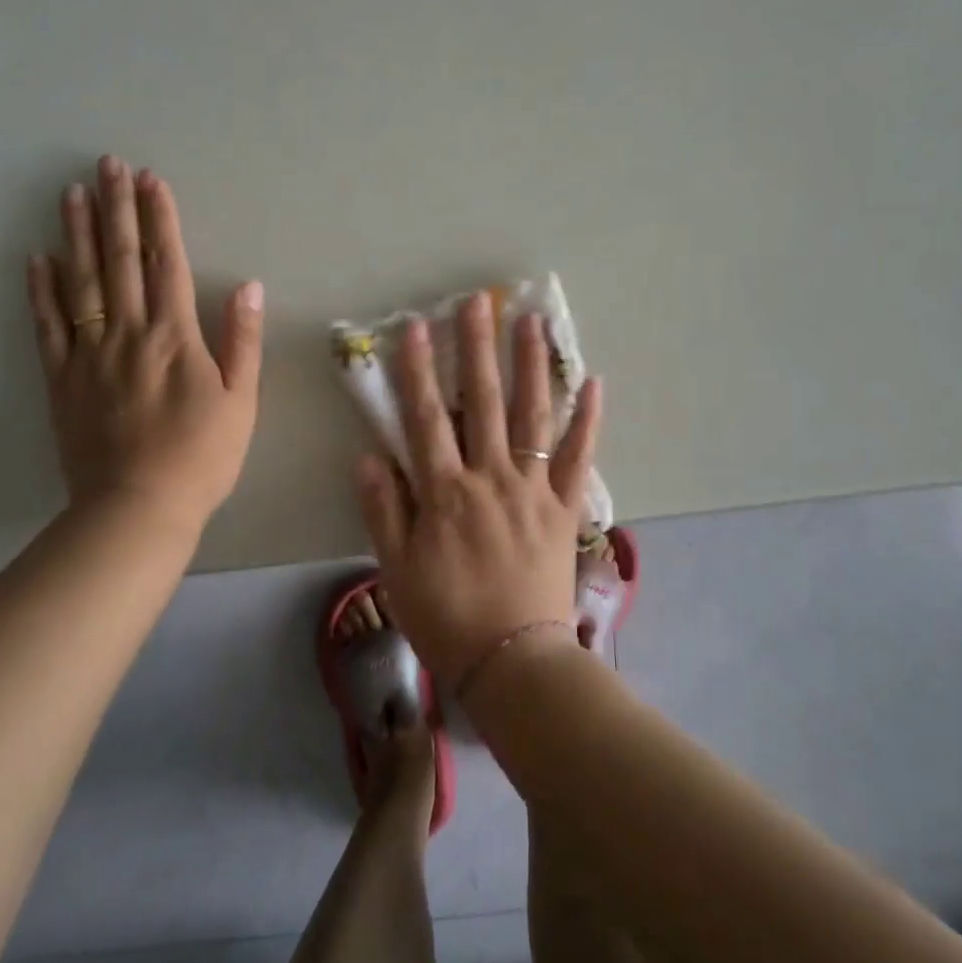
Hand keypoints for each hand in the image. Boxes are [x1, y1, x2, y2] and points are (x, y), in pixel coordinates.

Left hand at [26, 156, 264, 524]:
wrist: (138, 508)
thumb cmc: (202, 456)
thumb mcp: (241, 401)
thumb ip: (243, 340)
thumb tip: (248, 285)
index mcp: (175, 336)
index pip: (167, 263)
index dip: (160, 219)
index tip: (151, 180)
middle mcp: (128, 333)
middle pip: (121, 260)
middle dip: (116, 209)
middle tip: (107, 165)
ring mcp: (89, 354)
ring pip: (81, 282)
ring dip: (78, 234)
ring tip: (72, 193)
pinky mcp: (61, 379)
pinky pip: (47, 326)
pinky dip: (41, 290)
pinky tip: (37, 259)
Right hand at [357, 291, 601, 687]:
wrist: (512, 661)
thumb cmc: (446, 616)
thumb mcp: (396, 568)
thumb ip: (382, 509)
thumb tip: (367, 455)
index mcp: (445, 492)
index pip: (427, 418)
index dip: (419, 371)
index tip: (417, 327)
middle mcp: (491, 478)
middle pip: (484, 402)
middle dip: (478, 347)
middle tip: (478, 301)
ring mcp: (533, 489)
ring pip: (532, 416)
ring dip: (531, 365)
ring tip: (530, 321)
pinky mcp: (565, 507)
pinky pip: (578, 457)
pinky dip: (588, 420)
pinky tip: (594, 381)